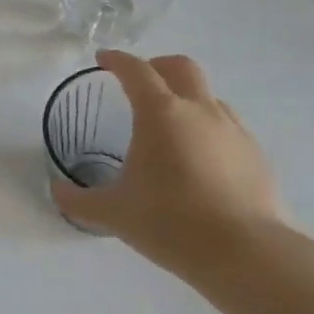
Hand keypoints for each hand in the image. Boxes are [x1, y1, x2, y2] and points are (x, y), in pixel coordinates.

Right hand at [51, 52, 285, 274]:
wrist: (246, 254)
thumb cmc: (170, 222)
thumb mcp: (112, 213)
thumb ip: (77, 200)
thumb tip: (57, 191)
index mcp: (160, 114)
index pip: (136, 70)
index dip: (117, 60)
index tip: (103, 60)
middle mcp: (200, 111)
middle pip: (181, 67)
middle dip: (157, 66)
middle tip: (139, 83)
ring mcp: (234, 132)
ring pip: (209, 97)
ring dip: (186, 99)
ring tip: (169, 127)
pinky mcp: (256, 156)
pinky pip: (228, 128)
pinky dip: (208, 130)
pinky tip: (198, 160)